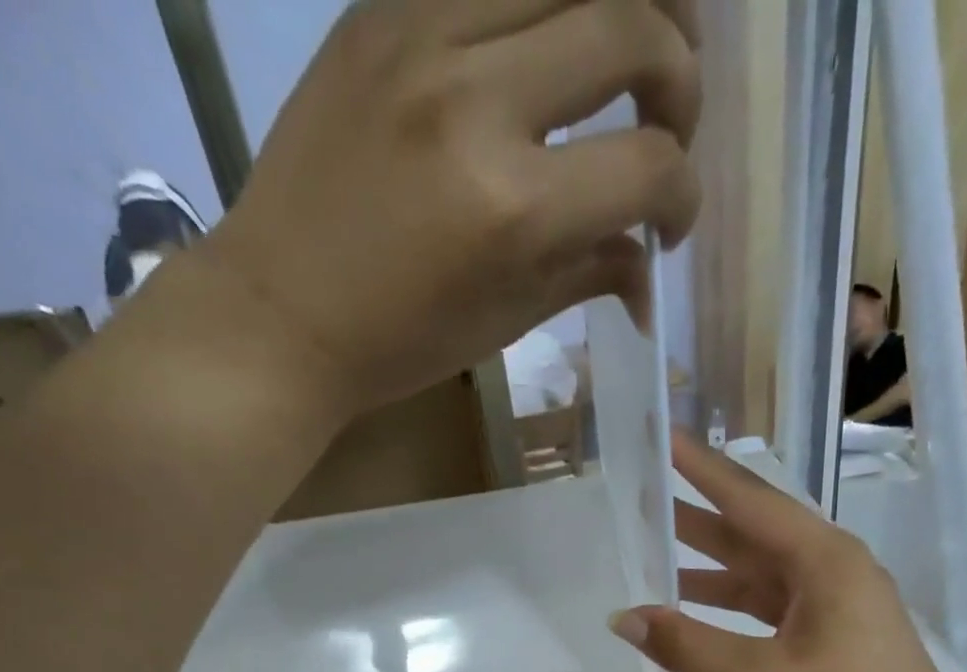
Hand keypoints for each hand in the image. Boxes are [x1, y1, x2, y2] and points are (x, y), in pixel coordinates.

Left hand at [195, 0, 701, 421]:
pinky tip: (560, 31)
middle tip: (671, 126)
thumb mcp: (508, 320)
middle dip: (680, 80)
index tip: (670, 225)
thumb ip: (589, 272)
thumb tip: (648, 265)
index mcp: (513, 209)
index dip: (683, 197)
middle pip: (631, 29)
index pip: (649, 168)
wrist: (282, 310)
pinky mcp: (382, 7)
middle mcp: (478, 100)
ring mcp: (423, 33)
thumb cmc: (401, 342)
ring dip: (629, 2)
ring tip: (642, 42)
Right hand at [608, 434, 966, 671]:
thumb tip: (625, 617)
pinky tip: (695, 625)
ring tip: (655, 556)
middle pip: (752, 534)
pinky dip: (731, 615)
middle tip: (642, 496)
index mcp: (823, 561)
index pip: (749, 499)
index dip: (699, 469)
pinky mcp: (834, 640)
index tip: (660, 436)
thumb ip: (689, 647)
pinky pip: (771, 613)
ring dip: (709, 570)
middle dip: (696, 517)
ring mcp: (836, 607)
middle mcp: (832, 571)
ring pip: (760, 576)